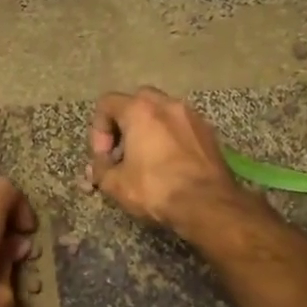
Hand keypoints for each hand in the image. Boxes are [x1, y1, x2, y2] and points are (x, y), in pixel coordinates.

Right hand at [88, 87, 246, 233]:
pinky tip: (169, 164)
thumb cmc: (156, 189)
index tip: (104, 157)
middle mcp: (167, 104)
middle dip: (124, 124)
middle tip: (122, 152)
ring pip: (162, 112)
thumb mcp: (115, 184)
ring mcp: (192, 116)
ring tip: (146, 160)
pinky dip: (170, 138)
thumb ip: (100, 169)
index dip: (98, 130)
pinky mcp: (209, 132)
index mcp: (140, 110)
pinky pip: (181, 127)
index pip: (107, 103)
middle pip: (136, 101)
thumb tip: (97, 166)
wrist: (208, 204)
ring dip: (149, 130)